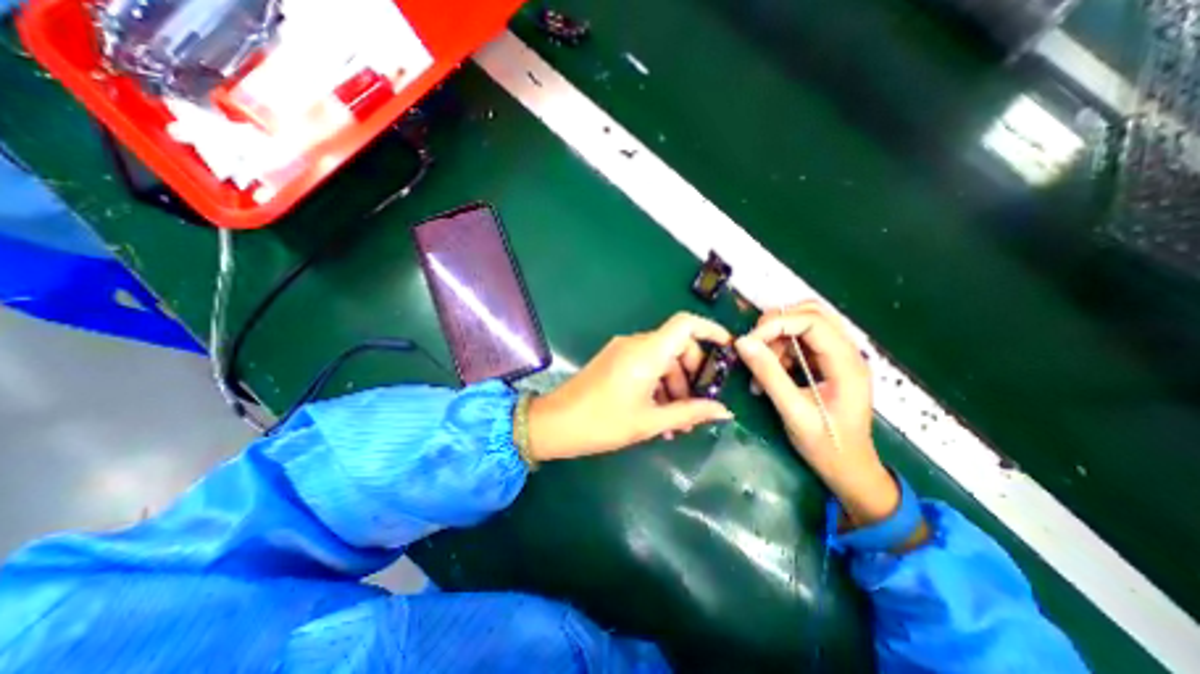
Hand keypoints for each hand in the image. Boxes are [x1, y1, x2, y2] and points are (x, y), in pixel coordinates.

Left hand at [530, 313, 736, 460]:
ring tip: (675, 422)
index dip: (710, 331)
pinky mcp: (614, 360)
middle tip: (696, 408)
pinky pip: (645, 365)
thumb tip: (723, 411)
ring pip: (661, 359)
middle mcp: (635, 344)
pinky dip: (657, 384)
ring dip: (673, 386)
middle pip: (677, 346)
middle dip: (691, 375)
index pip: (685, 324)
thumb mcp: (650, 421)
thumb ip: (689, 413)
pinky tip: (658, 415)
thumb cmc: (602, 423)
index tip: (727, 350)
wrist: (554, 424)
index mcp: (647, 352)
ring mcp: (622, 351)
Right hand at [736, 300, 894, 526]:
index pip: (812, 321)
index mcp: (847, 363)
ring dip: (775, 341)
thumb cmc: (826, 446)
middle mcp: (846, 352)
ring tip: (760, 369)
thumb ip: (769, 374)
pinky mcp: (826, 364)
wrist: (849, 470)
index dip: (777, 323)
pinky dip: (778, 352)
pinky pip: (798, 343)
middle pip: (810, 314)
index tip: (749, 341)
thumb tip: (742, 342)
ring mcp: (837, 357)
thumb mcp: (793, 411)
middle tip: (754, 347)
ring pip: (802, 326)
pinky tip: (768, 375)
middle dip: (776, 325)